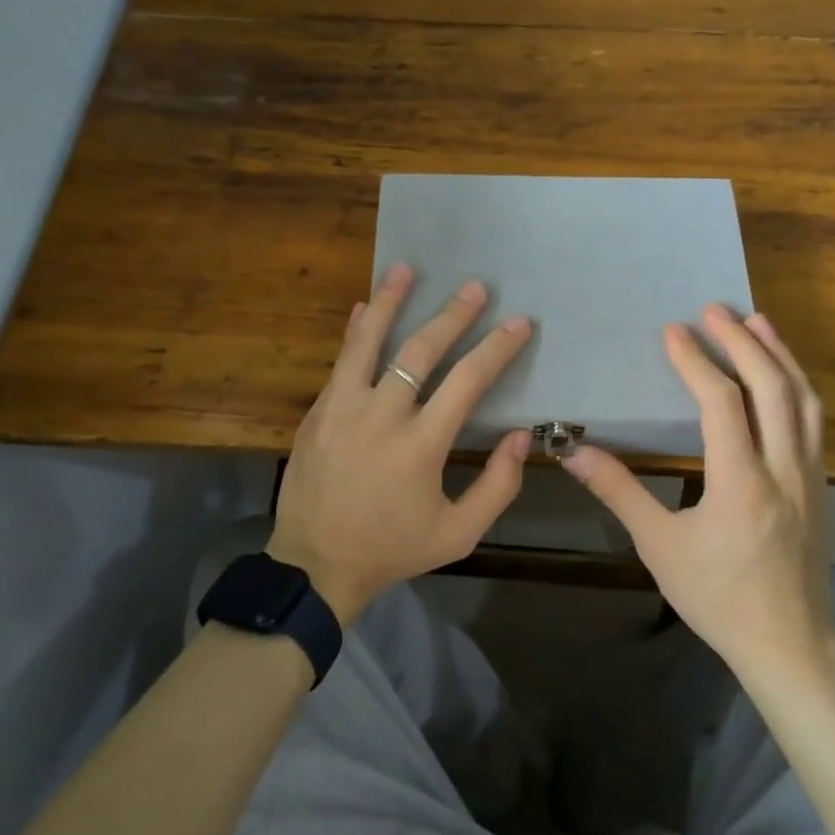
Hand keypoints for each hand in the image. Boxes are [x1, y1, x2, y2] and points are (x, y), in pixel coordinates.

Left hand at [269, 262, 534, 625]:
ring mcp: (342, 408)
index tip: (518, 323)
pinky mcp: (318, 411)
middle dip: (453, 315)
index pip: (467, 381)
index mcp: (420, 445)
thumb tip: (520, 436)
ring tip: (405, 269)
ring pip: (368, 341)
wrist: (315, 564)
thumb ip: (497, 486)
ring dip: (389, 301)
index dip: (496, 348)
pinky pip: (340, 361)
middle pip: (420, 350)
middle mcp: (381, 415)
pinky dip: (355, 332)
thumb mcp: (458, 534)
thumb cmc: (393, 549)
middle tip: (476, 288)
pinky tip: (362, 309)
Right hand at [562, 306, 834, 683]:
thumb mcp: (659, 547)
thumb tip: (574, 453)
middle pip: (772, 387)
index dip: (696, 361)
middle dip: (742, 341)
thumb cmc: (717, 596)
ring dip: (780, 355)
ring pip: (804, 400)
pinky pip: (813, 422)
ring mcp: (810, 476)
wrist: (789, 644)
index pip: (722, 403)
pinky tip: (782, 378)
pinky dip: (796, 386)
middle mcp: (784, 468)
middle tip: (715, 309)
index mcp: (741, 482)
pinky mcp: (820, 487)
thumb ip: (619, 492)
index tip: (673, 331)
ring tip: (757, 322)